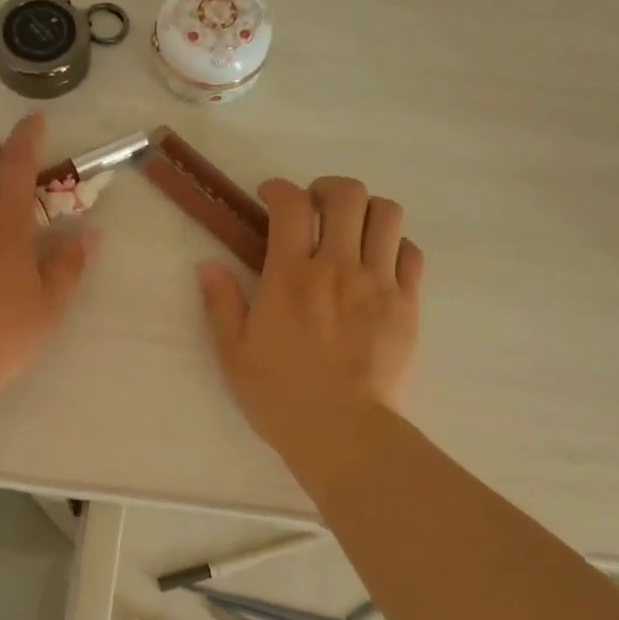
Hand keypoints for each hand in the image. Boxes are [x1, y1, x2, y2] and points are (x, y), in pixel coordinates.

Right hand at [196, 176, 422, 452]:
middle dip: (327, 188)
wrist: (342, 431)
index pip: (291, 206)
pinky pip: (411, 253)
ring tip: (349, 229)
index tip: (270, 196)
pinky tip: (378, 262)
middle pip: (347, 195)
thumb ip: (221, 303)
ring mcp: (379, 283)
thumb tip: (207, 265)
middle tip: (313, 207)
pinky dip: (394, 245)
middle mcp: (338, 267)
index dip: (279, 189)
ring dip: (365, 210)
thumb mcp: (233, 353)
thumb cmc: (280, 395)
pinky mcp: (407, 304)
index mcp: (290, 276)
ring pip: (386, 215)